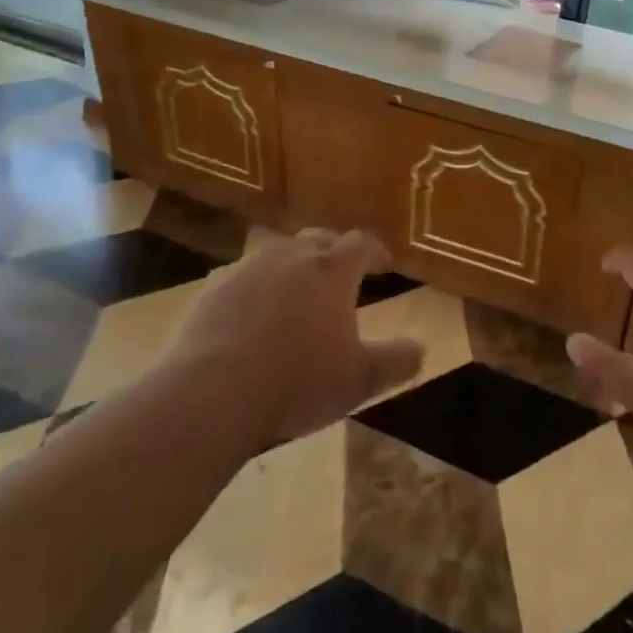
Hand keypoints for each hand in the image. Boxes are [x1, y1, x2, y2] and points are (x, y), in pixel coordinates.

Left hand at [164, 228, 424, 449]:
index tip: (383, 264)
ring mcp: (247, 267)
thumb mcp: (359, 380)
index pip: (361, 244)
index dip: (375, 251)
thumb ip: (396, 361)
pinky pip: (242, 276)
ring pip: (277, 252)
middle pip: (318, 239)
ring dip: (292, 265)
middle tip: (340, 273)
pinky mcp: (213, 287)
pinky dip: (255, 287)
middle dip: (334, 252)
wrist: (212, 392)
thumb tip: (420, 349)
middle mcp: (291, 256)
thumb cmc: (297, 382)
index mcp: (332, 270)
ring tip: (296, 290)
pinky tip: (251, 313)